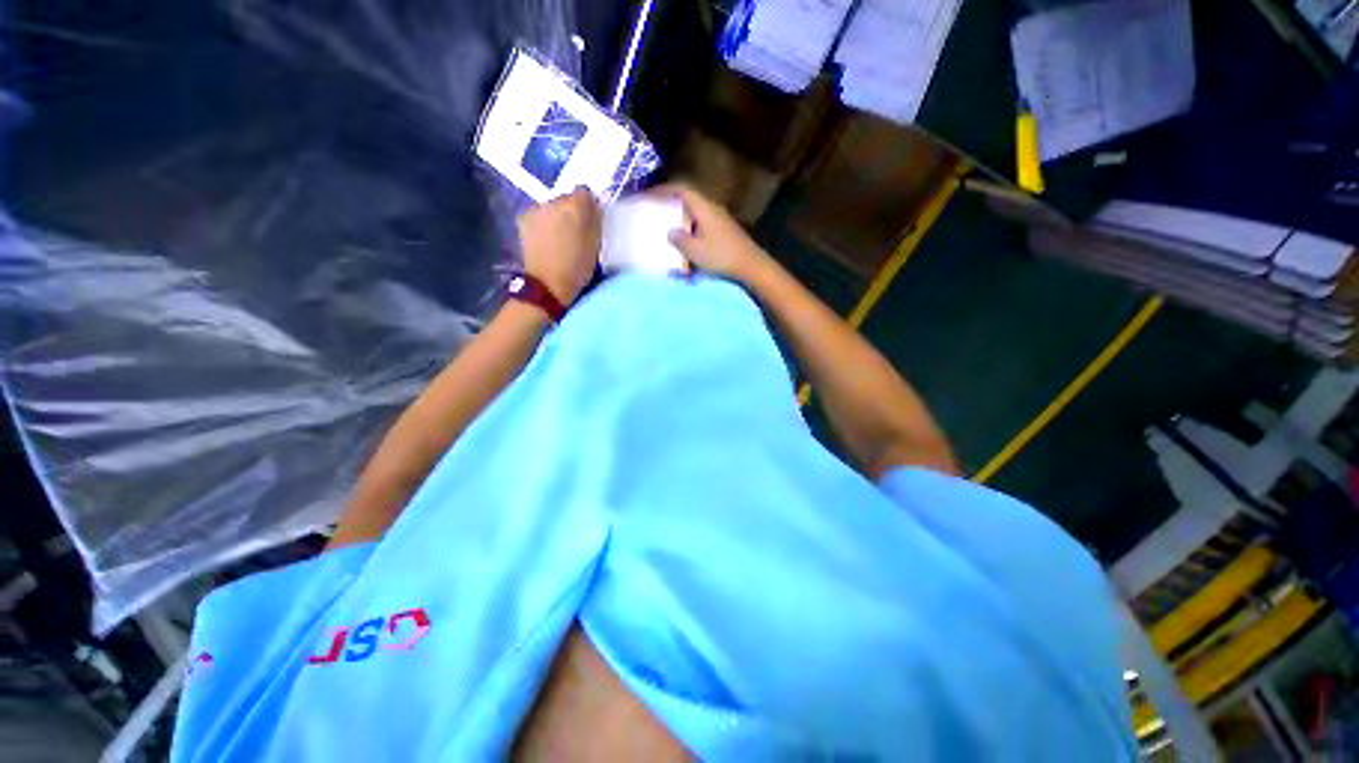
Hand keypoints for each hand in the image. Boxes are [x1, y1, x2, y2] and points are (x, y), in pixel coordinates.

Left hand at [517, 187, 601, 304]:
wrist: (547, 284)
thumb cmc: (578, 267)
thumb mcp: (596, 244)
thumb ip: (595, 221)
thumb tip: (593, 207)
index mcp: (576, 205)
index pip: (585, 192)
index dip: (589, 206)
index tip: (591, 221)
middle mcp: (554, 200)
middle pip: (567, 199)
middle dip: (571, 211)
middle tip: (575, 232)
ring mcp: (536, 209)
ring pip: (552, 207)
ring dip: (556, 216)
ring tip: (560, 238)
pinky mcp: (524, 219)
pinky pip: (539, 215)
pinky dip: (544, 223)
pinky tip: (546, 239)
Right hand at [653, 183, 771, 283]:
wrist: (750, 265)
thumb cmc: (721, 256)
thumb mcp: (695, 250)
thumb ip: (679, 239)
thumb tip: (670, 232)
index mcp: (703, 207)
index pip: (681, 189)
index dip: (663, 190)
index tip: (648, 195)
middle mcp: (712, 208)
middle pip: (688, 199)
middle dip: (670, 203)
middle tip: (655, 210)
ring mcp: (719, 219)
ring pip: (695, 212)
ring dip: (681, 217)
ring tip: (667, 226)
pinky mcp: (723, 231)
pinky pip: (701, 223)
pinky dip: (690, 227)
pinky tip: (686, 239)